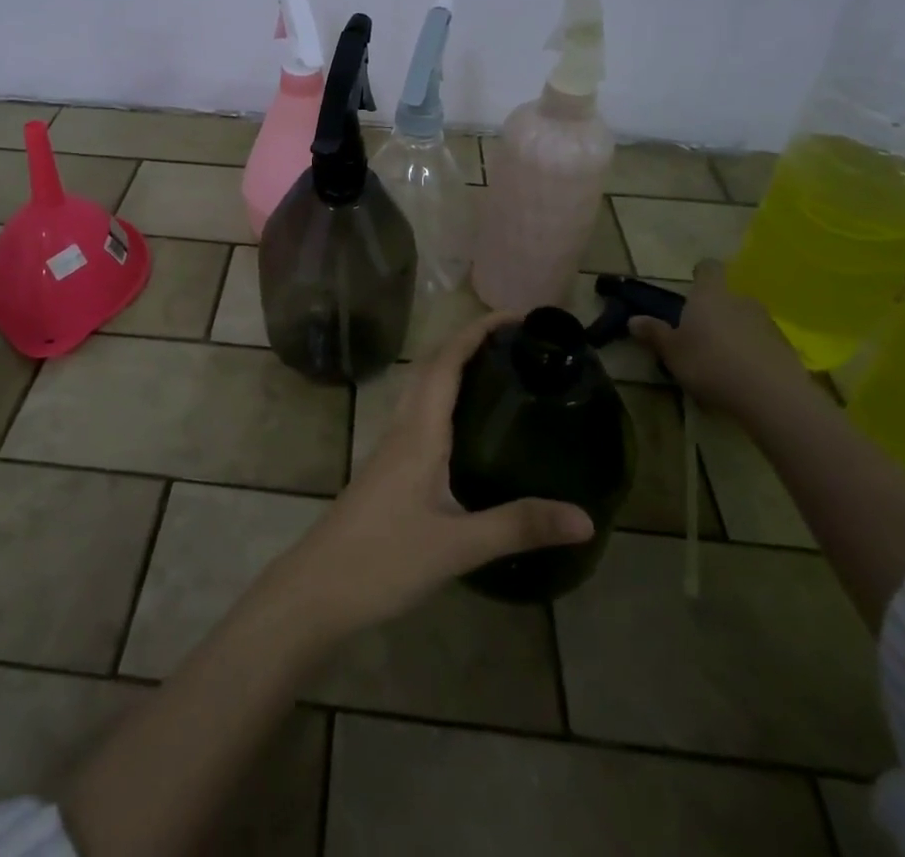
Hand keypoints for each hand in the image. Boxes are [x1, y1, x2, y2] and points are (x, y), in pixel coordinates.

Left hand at [268, 312, 593, 637]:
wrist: (319, 588)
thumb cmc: (384, 559)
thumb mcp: (458, 546)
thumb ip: (518, 526)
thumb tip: (585, 517)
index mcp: (418, 431)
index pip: (446, 362)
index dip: (475, 332)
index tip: (514, 316)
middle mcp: (402, 428)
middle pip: (431, 367)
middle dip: (468, 342)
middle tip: (515, 341)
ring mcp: (390, 448)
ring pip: (421, 389)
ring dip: (453, 367)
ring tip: (496, 371)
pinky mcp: (387, 469)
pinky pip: (418, 415)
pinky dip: (443, 400)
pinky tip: (465, 428)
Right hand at [629, 260, 813, 419]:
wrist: (773, 396)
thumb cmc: (710, 364)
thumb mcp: (672, 352)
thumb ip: (654, 334)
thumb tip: (633, 320)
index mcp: (709, 295)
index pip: (708, 269)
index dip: (701, 273)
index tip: (693, 283)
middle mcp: (740, 301)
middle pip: (726, 297)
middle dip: (715, 311)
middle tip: (699, 333)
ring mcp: (767, 323)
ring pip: (745, 320)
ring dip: (734, 332)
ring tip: (721, 359)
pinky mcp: (785, 348)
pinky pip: (761, 343)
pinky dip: (751, 353)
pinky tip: (742, 376)